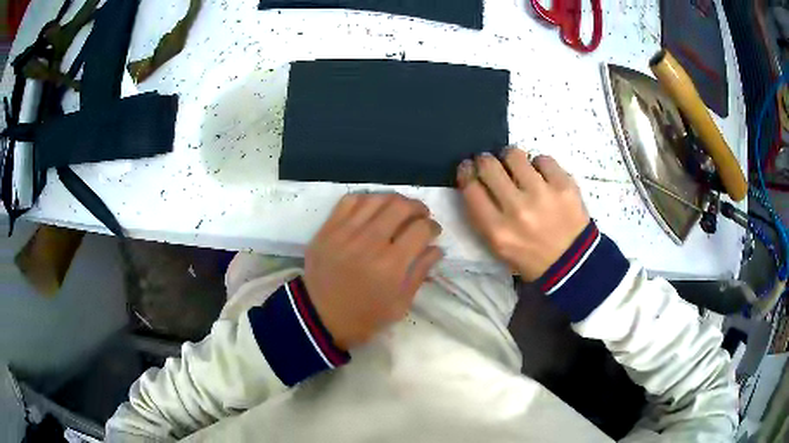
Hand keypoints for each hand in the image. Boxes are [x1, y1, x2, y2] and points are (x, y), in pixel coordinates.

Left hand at [304, 193, 442, 349]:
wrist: (320, 317)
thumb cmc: (365, 317)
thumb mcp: (400, 304)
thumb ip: (420, 272)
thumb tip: (437, 248)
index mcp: (390, 266)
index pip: (421, 229)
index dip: (433, 227)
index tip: (433, 232)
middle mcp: (369, 242)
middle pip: (401, 206)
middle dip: (418, 207)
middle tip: (420, 216)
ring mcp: (345, 233)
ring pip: (376, 198)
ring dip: (394, 200)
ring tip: (398, 211)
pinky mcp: (327, 229)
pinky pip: (350, 200)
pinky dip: (366, 199)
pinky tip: (372, 210)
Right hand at [457, 150, 589, 280]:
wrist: (573, 264)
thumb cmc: (531, 257)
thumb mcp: (498, 246)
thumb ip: (483, 216)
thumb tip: (475, 179)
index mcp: (497, 230)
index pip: (470, 187)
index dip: (466, 172)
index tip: (469, 167)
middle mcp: (517, 209)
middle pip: (488, 166)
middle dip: (485, 160)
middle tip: (491, 164)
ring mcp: (542, 195)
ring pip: (514, 155)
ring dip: (511, 158)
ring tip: (518, 167)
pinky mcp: (564, 186)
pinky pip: (542, 159)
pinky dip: (539, 165)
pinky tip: (542, 176)